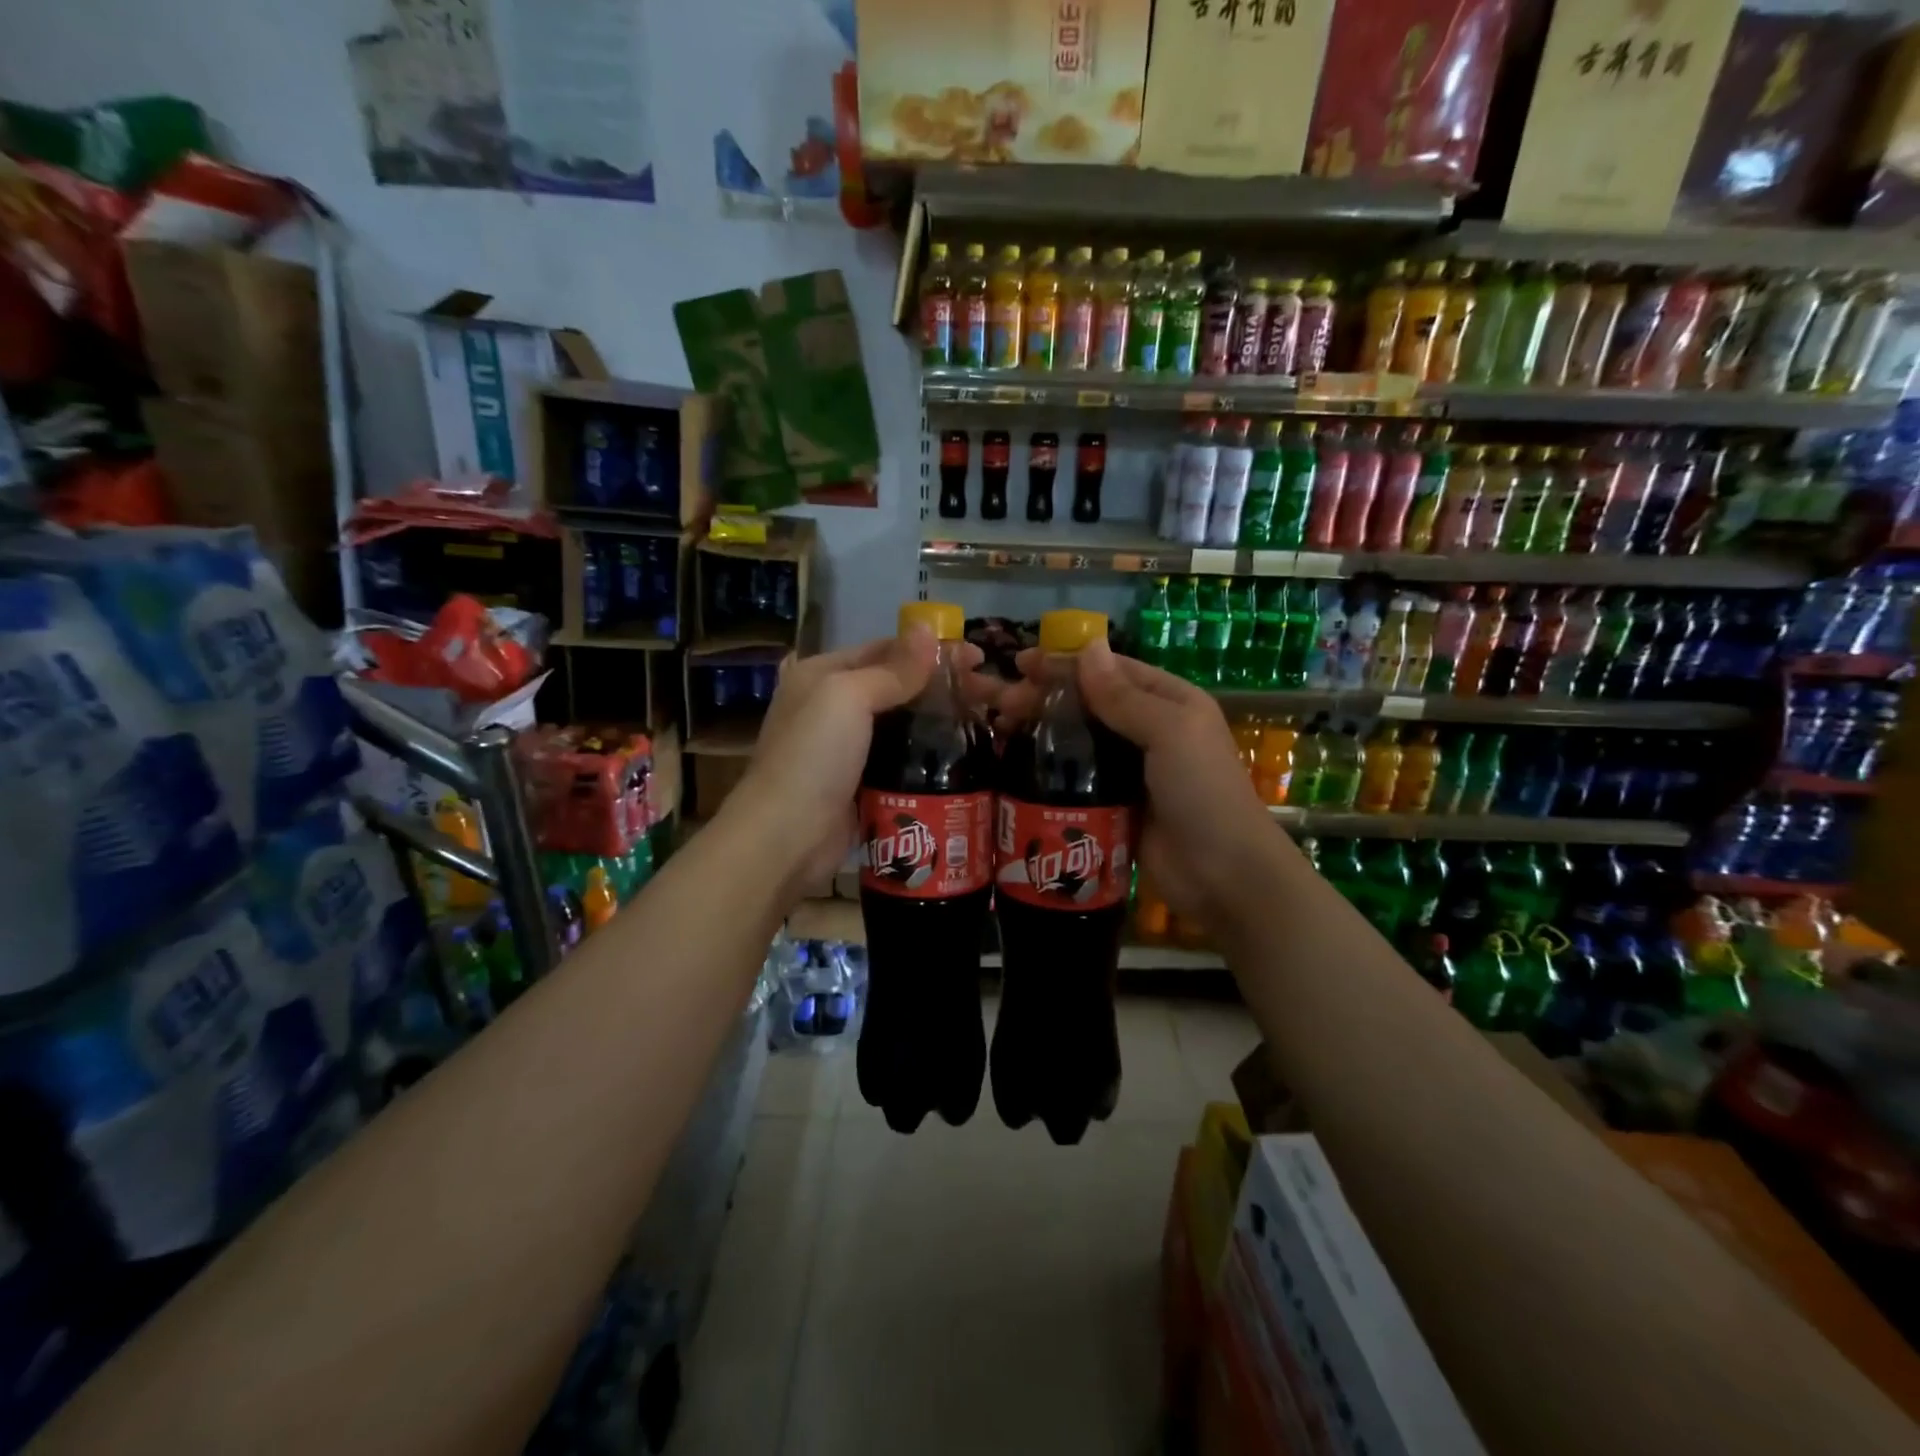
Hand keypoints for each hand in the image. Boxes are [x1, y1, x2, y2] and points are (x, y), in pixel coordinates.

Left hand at [727, 630, 998, 900]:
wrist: (787, 837)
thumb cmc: (814, 756)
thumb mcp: (848, 697)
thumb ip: (892, 668)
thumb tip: (928, 628)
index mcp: (822, 675)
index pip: (884, 650)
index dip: (930, 651)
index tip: (977, 657)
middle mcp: (833, 707)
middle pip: (897, 687)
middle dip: (943, 687)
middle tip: (991, 694)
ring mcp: (848, 749)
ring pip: (903, 726)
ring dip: (942, 722)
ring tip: (987, 723)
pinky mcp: (863, 785)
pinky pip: (903, 761)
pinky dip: (930, 757)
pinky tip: (965, 757)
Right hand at [999, 638, 1287, 928]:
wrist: (1222, 874)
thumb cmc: (1202, 791)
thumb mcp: (1170, 731)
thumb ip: (1124, 695)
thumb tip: (1089, 646)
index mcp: (1168, 702)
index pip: (1108, 670)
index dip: (1064, 664)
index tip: (1019, 664)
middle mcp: (1147, 730)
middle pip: (1085, 704)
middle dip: (1040, 697)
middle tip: (994, 701)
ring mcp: (1128, 770)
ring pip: (1075, 741)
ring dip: (1037, 731)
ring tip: (995, 728)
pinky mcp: (1112, 804)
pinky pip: (1074, 778)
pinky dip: (1045, 769)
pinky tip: (1011, 766)